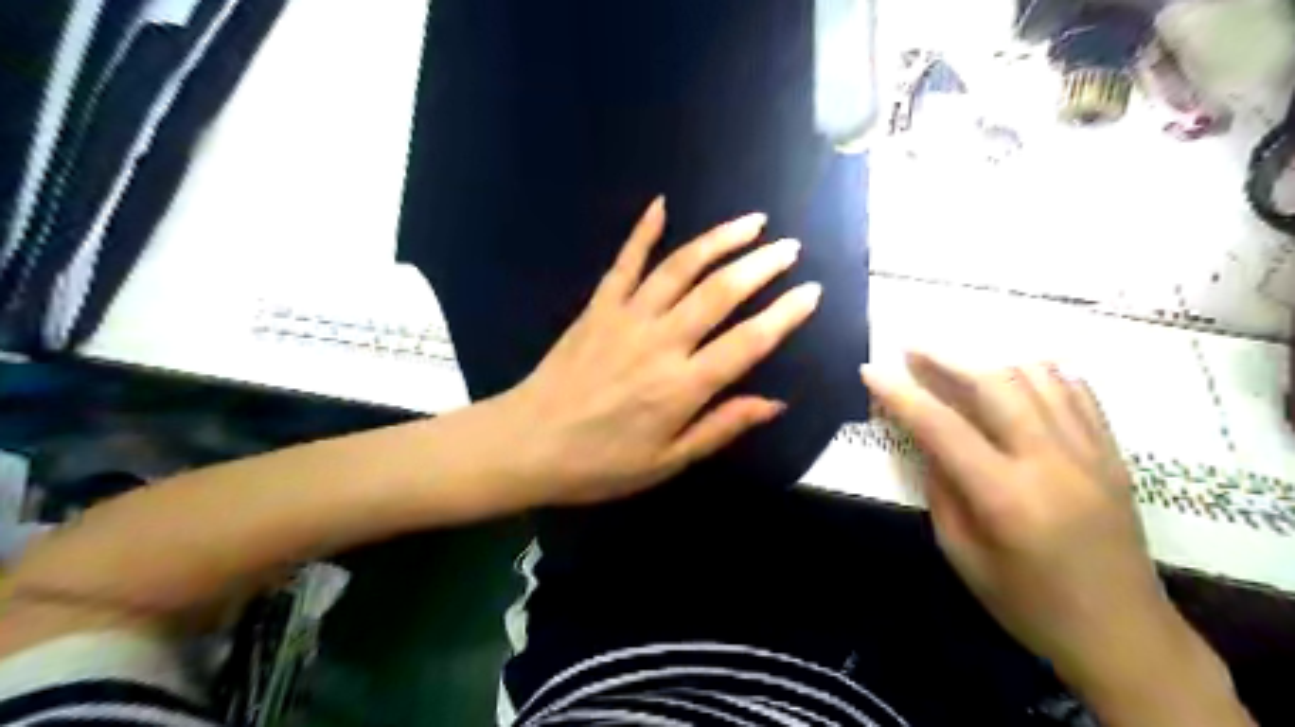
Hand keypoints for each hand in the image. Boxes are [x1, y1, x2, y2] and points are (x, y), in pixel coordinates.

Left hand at [503, 200, 817, 504]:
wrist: (526, 443)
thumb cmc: (600, 463)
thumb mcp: (667, 462)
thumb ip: (721, 427)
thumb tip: (775, 403)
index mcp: (682, 386)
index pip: (748, 342)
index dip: (785, 315)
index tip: (811, 292)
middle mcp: (661, 341)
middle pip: (720, 292)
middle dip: (762, 265)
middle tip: (790, 247)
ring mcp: (626, 317)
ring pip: (680, 267)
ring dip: (719, 239)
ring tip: (752, 222)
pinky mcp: (597, 306)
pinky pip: (624, 261)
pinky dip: (643, 231)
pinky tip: (661, 204)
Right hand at [857, 354, 1179, 688]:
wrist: (1125, 636)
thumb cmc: (1029, 604)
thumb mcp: (963, 555)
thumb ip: (941, 490)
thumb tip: (926, 441)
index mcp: (1005, 497)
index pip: (941, 427)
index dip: (901, 394)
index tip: (871, 370)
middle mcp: (1050, 462)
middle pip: (994, 384)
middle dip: (946, 358)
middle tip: (912, 347)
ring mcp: (1090, 453)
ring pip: (1039, 377)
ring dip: (990, 359)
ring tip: (959, 359)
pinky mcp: (1114, 454)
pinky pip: (1078, 392)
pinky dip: (1043, 372)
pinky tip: (1018, 372)